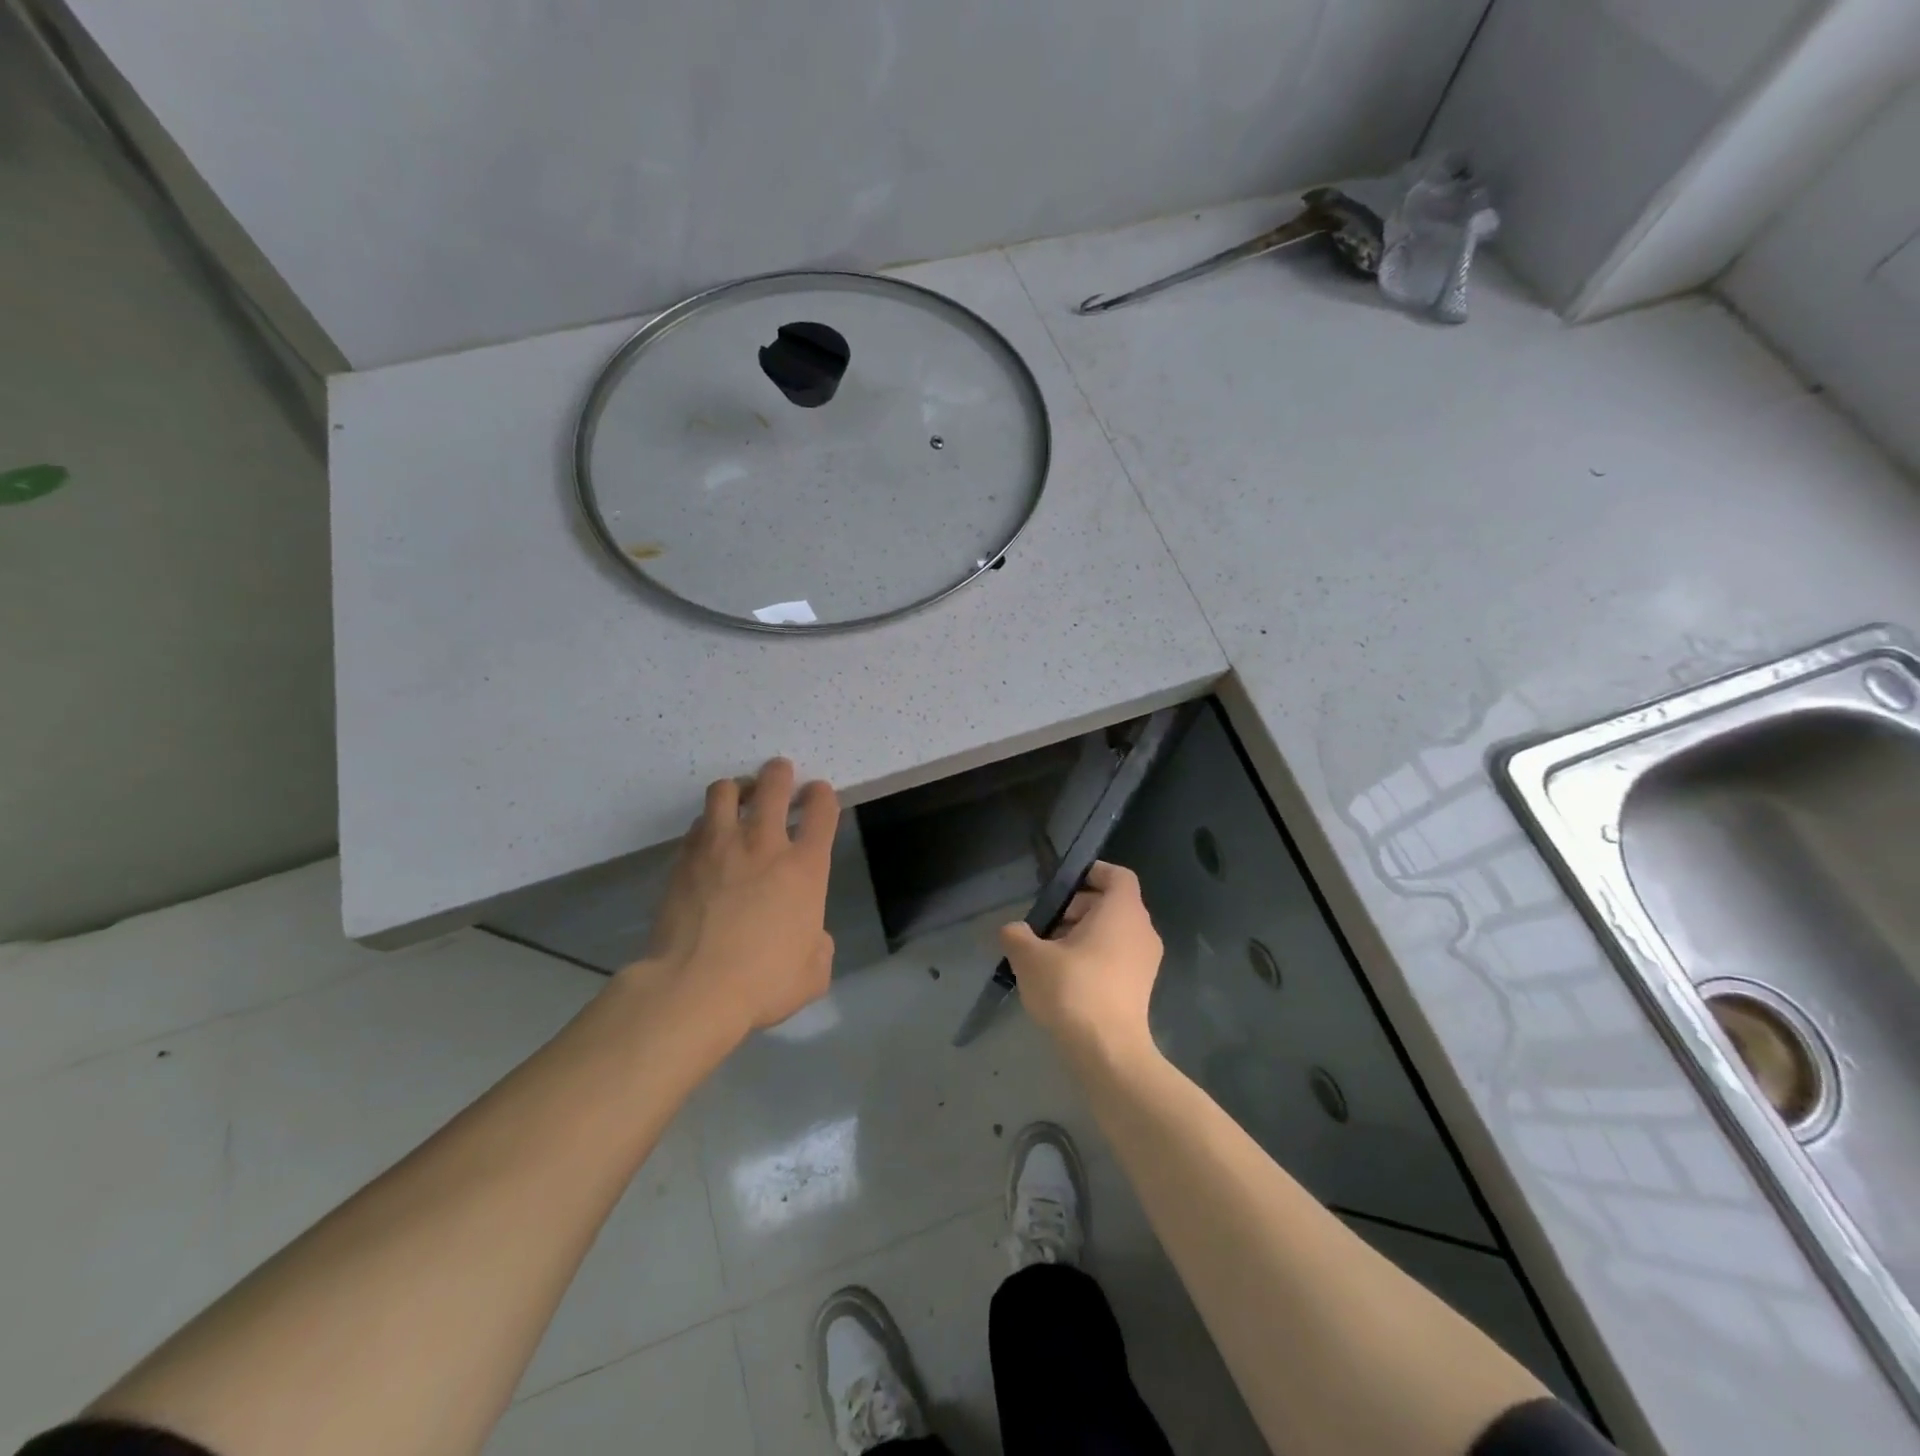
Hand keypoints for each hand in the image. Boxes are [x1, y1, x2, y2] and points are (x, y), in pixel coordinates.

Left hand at [637, 759, 839, 1040]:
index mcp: (806, 868)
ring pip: (726, 791)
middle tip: (779, 773)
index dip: (822, 796)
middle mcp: (765, 845)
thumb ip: (818, 942)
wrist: (693, 988)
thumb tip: (807, 933)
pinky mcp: (684, 859)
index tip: (818, 794)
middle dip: (780, 773)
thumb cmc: (763, 982)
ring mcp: (720, 847)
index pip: (822, 810)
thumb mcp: (814, 970)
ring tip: (739, 796)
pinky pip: (698, 824)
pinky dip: (707, 822)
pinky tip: (709, 836)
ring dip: (738, 788)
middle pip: (774, 785)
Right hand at [999, 861, 1162, 1063]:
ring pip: (1114, 933)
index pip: (1117, 875)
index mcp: (1122, 911)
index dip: (1092, 872)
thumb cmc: (1073, 990)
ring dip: (1083, 935)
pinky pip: (1118, 957)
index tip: (1062, 885)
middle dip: (1077, 908)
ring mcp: (1146, 962)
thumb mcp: (1030, 958)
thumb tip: (1013, 930)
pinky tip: (1064, 979)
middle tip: (1045, 925)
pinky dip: (1094, 958)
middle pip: (1112, 904)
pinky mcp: (1142, 988)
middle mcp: (1142, 930)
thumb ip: (1017, 935)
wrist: (1108, 1053)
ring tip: (1049, 955)